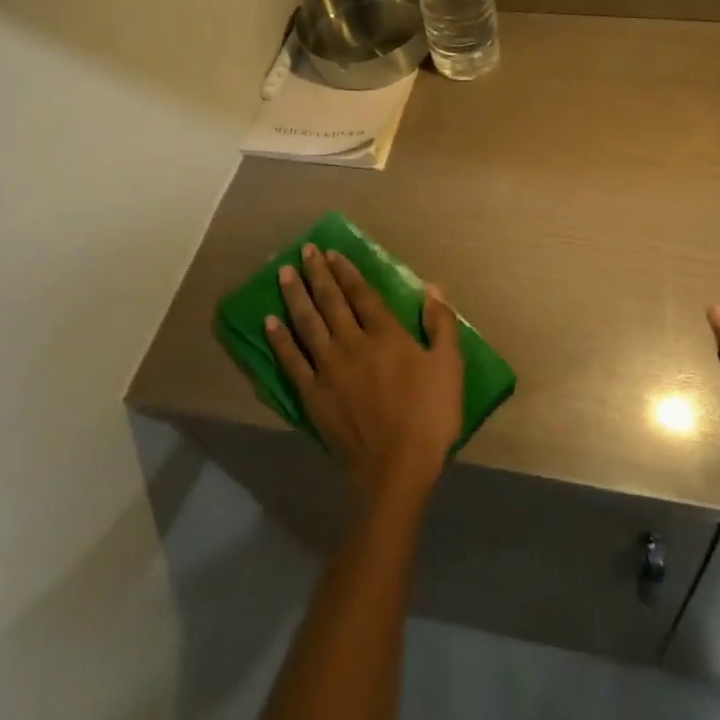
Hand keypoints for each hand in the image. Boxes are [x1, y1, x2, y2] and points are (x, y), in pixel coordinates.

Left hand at [266, 243, 463, 508]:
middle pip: (330, 301)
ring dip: (295, 295)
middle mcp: (352, 343)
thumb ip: (441, 325)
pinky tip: (269, 322)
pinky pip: (291, 359)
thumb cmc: (429, 416)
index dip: (346, 271)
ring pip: (307, 323)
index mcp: (386, 335)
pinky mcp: (312, 393)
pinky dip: (279, 339)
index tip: (332, 253)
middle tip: (305, 251)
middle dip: (317, 274)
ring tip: (284, 273)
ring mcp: (327, 368)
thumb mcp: (450, 367)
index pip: (361, 294)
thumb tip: (432, 288)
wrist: (396, 467)